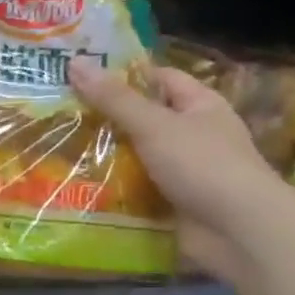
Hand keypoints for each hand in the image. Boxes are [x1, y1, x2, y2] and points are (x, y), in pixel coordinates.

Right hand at [69, 57, 291, 281]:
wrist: (239, 233)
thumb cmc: (203, 165)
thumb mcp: (154, 124)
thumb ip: (114, 98)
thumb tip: (74, 61)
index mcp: (199, 105)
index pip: (158, 78)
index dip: (123, 74)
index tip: (79, 75)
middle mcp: (192, 134)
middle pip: (141, 118)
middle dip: (103, 117)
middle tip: (56, 111)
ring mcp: (181, 171)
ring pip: (134, 156)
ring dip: (102, 155)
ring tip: (55, 147)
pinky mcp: (169, 202)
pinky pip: (133, 188)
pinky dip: (109, 187)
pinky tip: (74, 183)